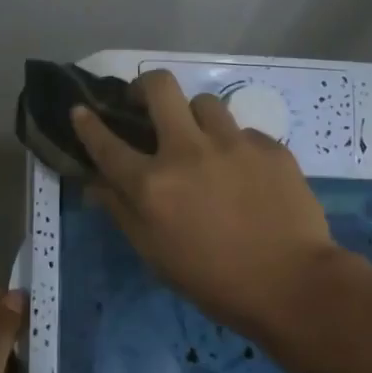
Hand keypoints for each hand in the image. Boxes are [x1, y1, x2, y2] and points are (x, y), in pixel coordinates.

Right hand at [72, 70, 340, 336]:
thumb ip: (122, 211)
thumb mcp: (154, 253)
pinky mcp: (269, 146)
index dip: (88, 124)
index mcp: (152, 184)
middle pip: (159, 87)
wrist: (291, 285)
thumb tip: (96, 183)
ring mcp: (232, 143)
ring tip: (203, 141)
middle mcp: (187, 151)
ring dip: (195, 117)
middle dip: (145, 87)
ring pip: (205, 102)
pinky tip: (245, 173)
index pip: (107, 143)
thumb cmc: (213, 280)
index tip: (80, 110)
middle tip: (147, 104)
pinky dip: (235, 146)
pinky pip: (243, 132)